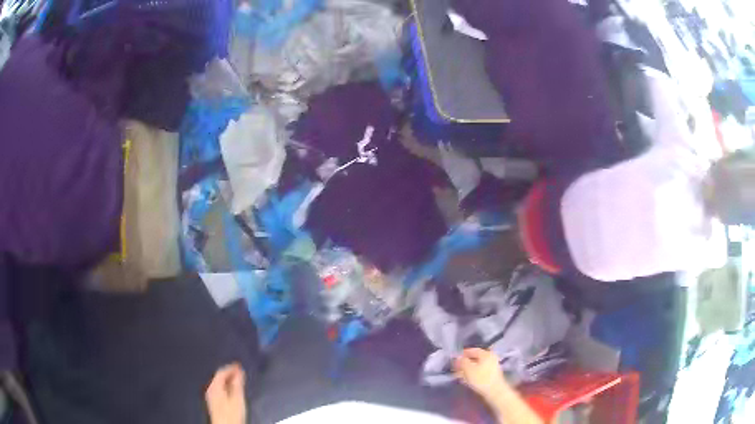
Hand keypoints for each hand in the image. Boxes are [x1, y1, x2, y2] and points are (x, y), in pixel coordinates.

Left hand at [206, 363, 246, 423]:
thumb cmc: (231, 413)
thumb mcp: (237, 398)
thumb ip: (237, 383)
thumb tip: (239, 371)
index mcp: (214, 386)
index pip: (221, 371)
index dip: (231, 367)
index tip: (239, 365)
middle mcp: (210, 389)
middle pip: (219, 377)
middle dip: (230, 374)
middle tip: (240, 372)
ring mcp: (211, 396)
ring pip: (219, 384)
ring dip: (229, 381)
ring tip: (239, 381)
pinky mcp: (214, 403)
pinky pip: (219, 390)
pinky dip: (226, 387)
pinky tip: (233, 391)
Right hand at [454, 348, 508, 401]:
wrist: (494, 392)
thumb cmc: (481, 379)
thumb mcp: (468, 369)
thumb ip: (462, 362)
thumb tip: (458, 357)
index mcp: (486, 354)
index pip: (473, 350)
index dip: (462, 354)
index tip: (454, 359)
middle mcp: (490, 358)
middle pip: (474, 359)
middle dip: (464, 363)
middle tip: (454, 368)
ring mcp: (492, 367)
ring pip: (476, 366)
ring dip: (466, 370)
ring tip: (457, 375)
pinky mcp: (491, 375)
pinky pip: (479, 372)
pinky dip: (471, 374)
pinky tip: (464, 380)